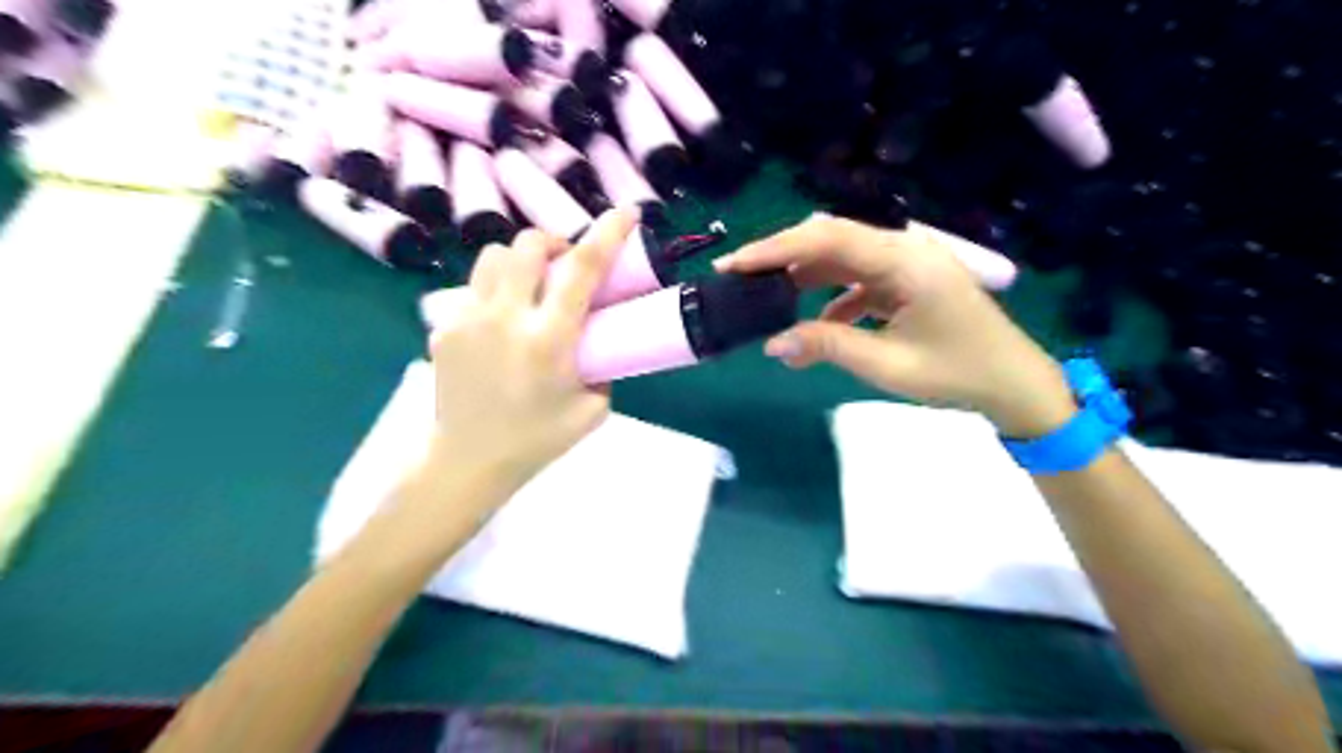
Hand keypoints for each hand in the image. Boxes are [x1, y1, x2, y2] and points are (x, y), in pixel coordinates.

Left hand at [431, 209, 638, 486]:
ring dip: (520, 262)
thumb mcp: (593, 410)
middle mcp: (506, 319)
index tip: (625, 213)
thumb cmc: (537, 440)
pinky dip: (494, 290)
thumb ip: (604, 368)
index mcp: (549, 340)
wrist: (469, 461)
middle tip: (564, 267)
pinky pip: (473, 287)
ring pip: (494, 256)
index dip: (607, 234)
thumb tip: (602, 340)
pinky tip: (500, 321)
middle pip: (528, 245)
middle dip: (553, 245)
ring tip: (529, 288)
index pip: (582, 270)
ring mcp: (468, 319)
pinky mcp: (443, 326)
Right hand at [719, 211, 1076, 434]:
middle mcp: (904, 249)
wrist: (1013, 383)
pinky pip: (859, 279)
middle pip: (831, 239)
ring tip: (767, 298)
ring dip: (804, 276)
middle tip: (740, 276)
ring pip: (842, 258)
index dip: (775, 248)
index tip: (734, 264)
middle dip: (782, 256)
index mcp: (904, 260)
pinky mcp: (907, 281)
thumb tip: (772, 344)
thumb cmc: (957, 373)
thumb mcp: (887, 365)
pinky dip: (832, 297)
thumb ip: (827, 347)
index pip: (827, 239)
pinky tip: (818, 325)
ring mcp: (907, 264)